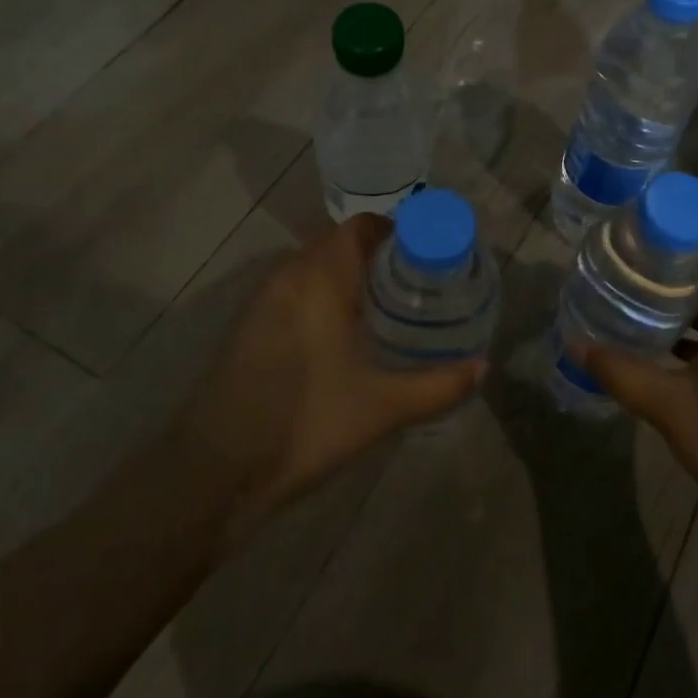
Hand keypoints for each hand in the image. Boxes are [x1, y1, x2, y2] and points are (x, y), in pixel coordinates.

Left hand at [180, 214, 485, 549]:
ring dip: (347, 276)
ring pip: (314, 267)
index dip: (397, 232)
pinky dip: (322, 295)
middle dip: (378, 256)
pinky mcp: (248, 325)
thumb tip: (483, 367)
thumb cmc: (306, 423)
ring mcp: (262, 299)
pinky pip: (294, 289)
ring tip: (386, 307)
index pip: (362, 227)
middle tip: (416, 284)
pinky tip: (342, 335)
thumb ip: (439, 385)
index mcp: (321, 277)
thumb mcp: (383, 408)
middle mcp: (289, 274)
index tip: (428, 255)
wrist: (214, 469)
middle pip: (339, 244)